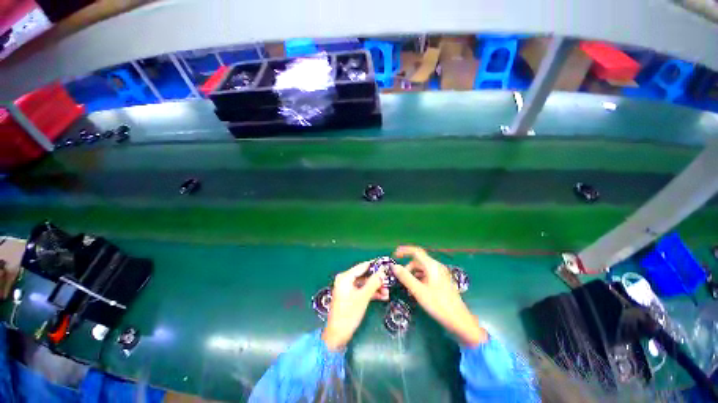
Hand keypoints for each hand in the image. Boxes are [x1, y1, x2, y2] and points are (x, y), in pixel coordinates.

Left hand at [321, 261, 387, 350]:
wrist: (337, 335)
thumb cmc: (349, 314)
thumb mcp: (363, 297)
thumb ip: (373, 282)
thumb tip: (382, 271)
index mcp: (345, 277)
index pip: (363, 266)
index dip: (375, 266)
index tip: (387, 265)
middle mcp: (345, 280)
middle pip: (364, 275)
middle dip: (377, 279)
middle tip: (389, 282)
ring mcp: (348, 288)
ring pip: (364, 284)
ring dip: (376, 287)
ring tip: (387, 292)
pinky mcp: (350, 296)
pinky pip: (362, 290)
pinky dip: (371, 293)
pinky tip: (382, 296)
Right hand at [392, 246, 487, 346]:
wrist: (459, 321)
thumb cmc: (439, 305)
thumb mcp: (419, 291)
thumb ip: (405, 277)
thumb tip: (394, 266)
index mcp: (432, 266)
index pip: (416, 251)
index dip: (404, 251)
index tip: (394, 254)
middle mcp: (437, 267)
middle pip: (418, 261)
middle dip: (408, 268)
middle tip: (401, 279)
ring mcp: (440, 274)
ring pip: (422, 269)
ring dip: (413, 275)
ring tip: (408, 287)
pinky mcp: (442, 281)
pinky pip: (427, 275)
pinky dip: (419, 279)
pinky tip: (417, 290)